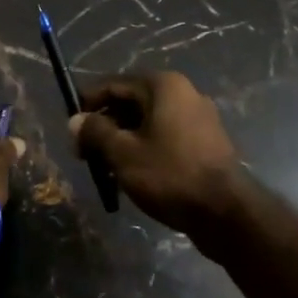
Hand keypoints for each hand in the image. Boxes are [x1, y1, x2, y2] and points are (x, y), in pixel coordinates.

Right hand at [69, 72, 246, 250]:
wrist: (225, 212)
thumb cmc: (169, 174)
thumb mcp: (123, 153)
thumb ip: (95, 132)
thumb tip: (75, 120)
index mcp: (163, 86)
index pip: (114, 84)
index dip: (88, 104)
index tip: (71, 128)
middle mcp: (183, 93)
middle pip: (131, 102)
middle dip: (105, 126)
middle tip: (85, 154)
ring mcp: (198, 118)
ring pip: (148, 122)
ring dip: (123, 140)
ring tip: (105, 169)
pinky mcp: (206, 142)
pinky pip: (165, 137)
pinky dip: (145, 149)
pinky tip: (132, 175)